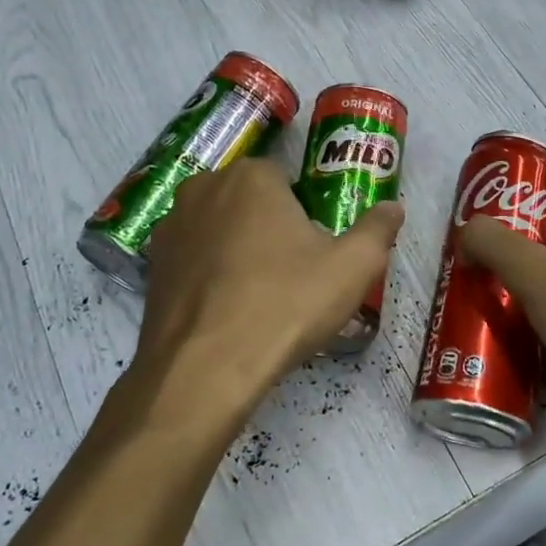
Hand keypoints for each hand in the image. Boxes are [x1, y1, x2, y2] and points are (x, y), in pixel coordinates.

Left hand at [134, 159, 403, 430]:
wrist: (206, 369)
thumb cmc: (286, 304)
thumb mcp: (354, 267)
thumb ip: (378, 229)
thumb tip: (394, 207)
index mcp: (251, 176)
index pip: (287, 181)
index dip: (306, 214)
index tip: (316, 251)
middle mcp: (203, 188)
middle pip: (251, 202)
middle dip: (271, 228)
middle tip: (294, 275)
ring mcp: (170, 227)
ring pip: (220, 230)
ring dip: (239, 251)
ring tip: (261, 297)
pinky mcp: (151, 267)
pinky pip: (195, 261)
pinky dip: (212, 277)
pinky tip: (229, 313)